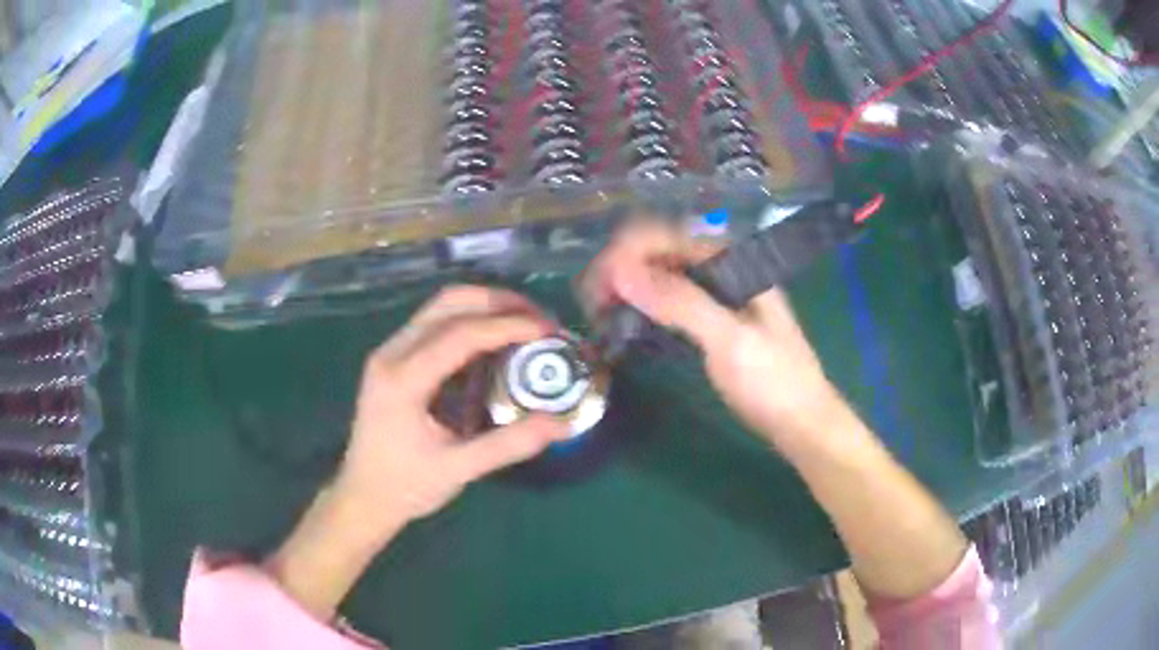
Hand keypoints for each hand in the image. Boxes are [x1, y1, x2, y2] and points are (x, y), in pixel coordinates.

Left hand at [266, 286, 568, 619]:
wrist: (362, 497)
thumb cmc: (405, 486)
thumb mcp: (458, 469)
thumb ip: (509, 444)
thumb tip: (562, 424)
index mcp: (403, 379)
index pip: (461, 333)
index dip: (509, 325)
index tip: (548, 331)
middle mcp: (392, 353)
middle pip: (449, 303)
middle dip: (499, 303)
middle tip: (540, 320)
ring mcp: (389, 352)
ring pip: (440, 308)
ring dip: (485, 308)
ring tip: (524, 325)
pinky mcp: (393, 359)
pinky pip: (434, 325)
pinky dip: (469, 324)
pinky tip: (494, 346)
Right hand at [581, 220, 845, 450]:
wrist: (802, 422)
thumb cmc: (774, 382)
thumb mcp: (730, 341)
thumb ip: (680, 303)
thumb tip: (620, 271)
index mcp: (734, 260)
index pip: (668, 235)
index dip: (628, 252)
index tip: (597, 284)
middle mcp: (722, 268)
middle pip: (661, 251)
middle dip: (622, 269)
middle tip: (590, 302)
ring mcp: (716, 294)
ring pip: (661, 275)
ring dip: (627, 286)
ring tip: (598, 311)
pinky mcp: (710, 320)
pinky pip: (668, 301)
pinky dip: (642, 306)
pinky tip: (623, 322)